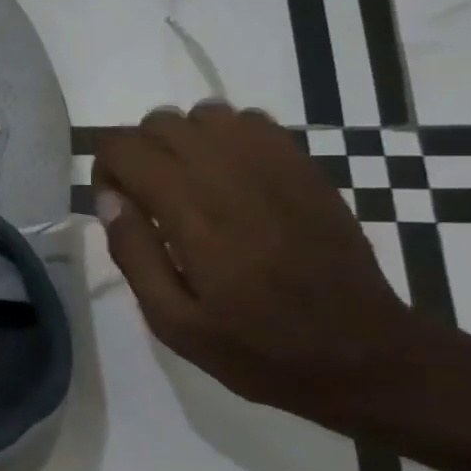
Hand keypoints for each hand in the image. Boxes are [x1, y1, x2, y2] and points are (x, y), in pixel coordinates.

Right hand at [93, 101, 426, 418]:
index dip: (106, 168)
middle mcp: (230, 174)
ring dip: (182, 141)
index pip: (125, 147)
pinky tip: (228, 178)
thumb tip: (108, 198)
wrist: (364, 355)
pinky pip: (252, 122)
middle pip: (160, 122)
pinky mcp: (305, 169)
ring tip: (188, 186)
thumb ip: (133, 253)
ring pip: (205, 114)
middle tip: (148, 200)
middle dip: (139, 152)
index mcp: (192, 211)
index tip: (116, 205)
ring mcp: (274, 166)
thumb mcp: (173, 321)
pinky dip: (225, 137)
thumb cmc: (257, 347)